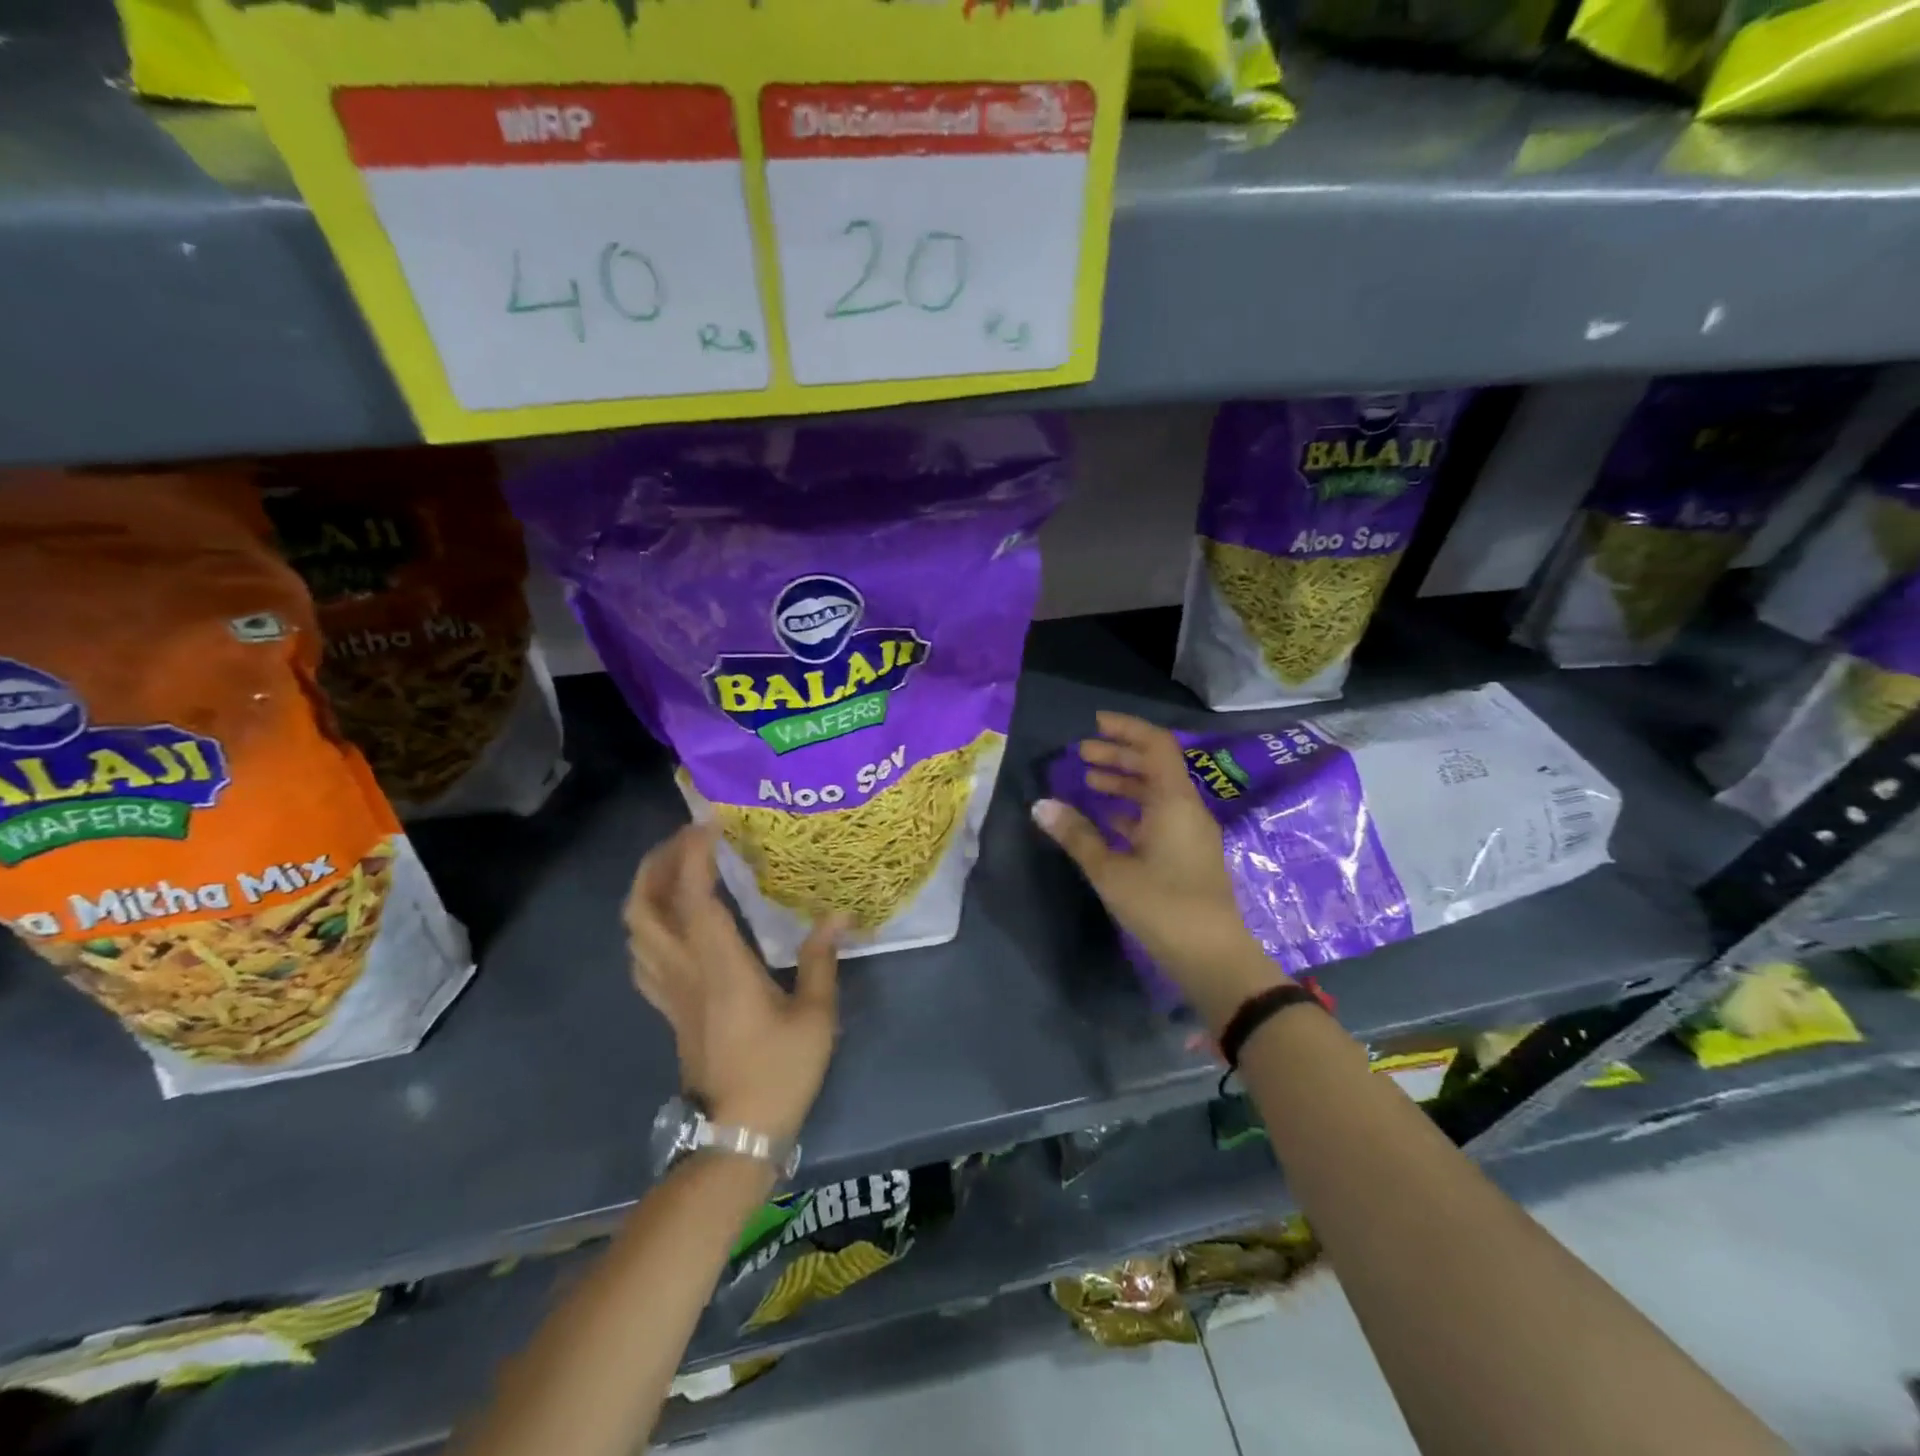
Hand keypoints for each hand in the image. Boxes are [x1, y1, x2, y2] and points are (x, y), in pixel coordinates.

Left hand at [625, 824, 843, 1142]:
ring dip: (648, 888)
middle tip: (689, 837)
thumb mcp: (814, 1016)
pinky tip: (672, 917)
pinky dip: (647, 923)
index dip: (694, 856)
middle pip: (645, 907)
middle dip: (658, 863)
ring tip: (679, 866)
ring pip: (635, 929)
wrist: (734, 1135)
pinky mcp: (667, 1007)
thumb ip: (822, 959)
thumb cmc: (779, 1073)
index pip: (693, 898)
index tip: (709, 823)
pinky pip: (642, 954)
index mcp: (720, 967)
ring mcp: (669, 990)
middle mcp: (684, 971)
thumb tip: (839, 914)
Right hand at [1033, 712, 1288, 1030]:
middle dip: (1118, 756)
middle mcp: (1186, 809)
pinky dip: (1132, 811)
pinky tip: (1106, 822)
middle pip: (1155, 767)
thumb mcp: (1111, 870)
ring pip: (1156, 794)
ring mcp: (1190, 833)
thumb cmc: (1163, 906)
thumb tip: (1041, 805)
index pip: (1155, 746)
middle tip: (1082, 755)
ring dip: (1124, 784)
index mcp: (1174, 802)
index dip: (1126, 730)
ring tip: (1089, 783)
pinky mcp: (1188, 856)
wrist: (1214, 958)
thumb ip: (1076, 835)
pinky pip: (1159, 818)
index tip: (1094, 725)